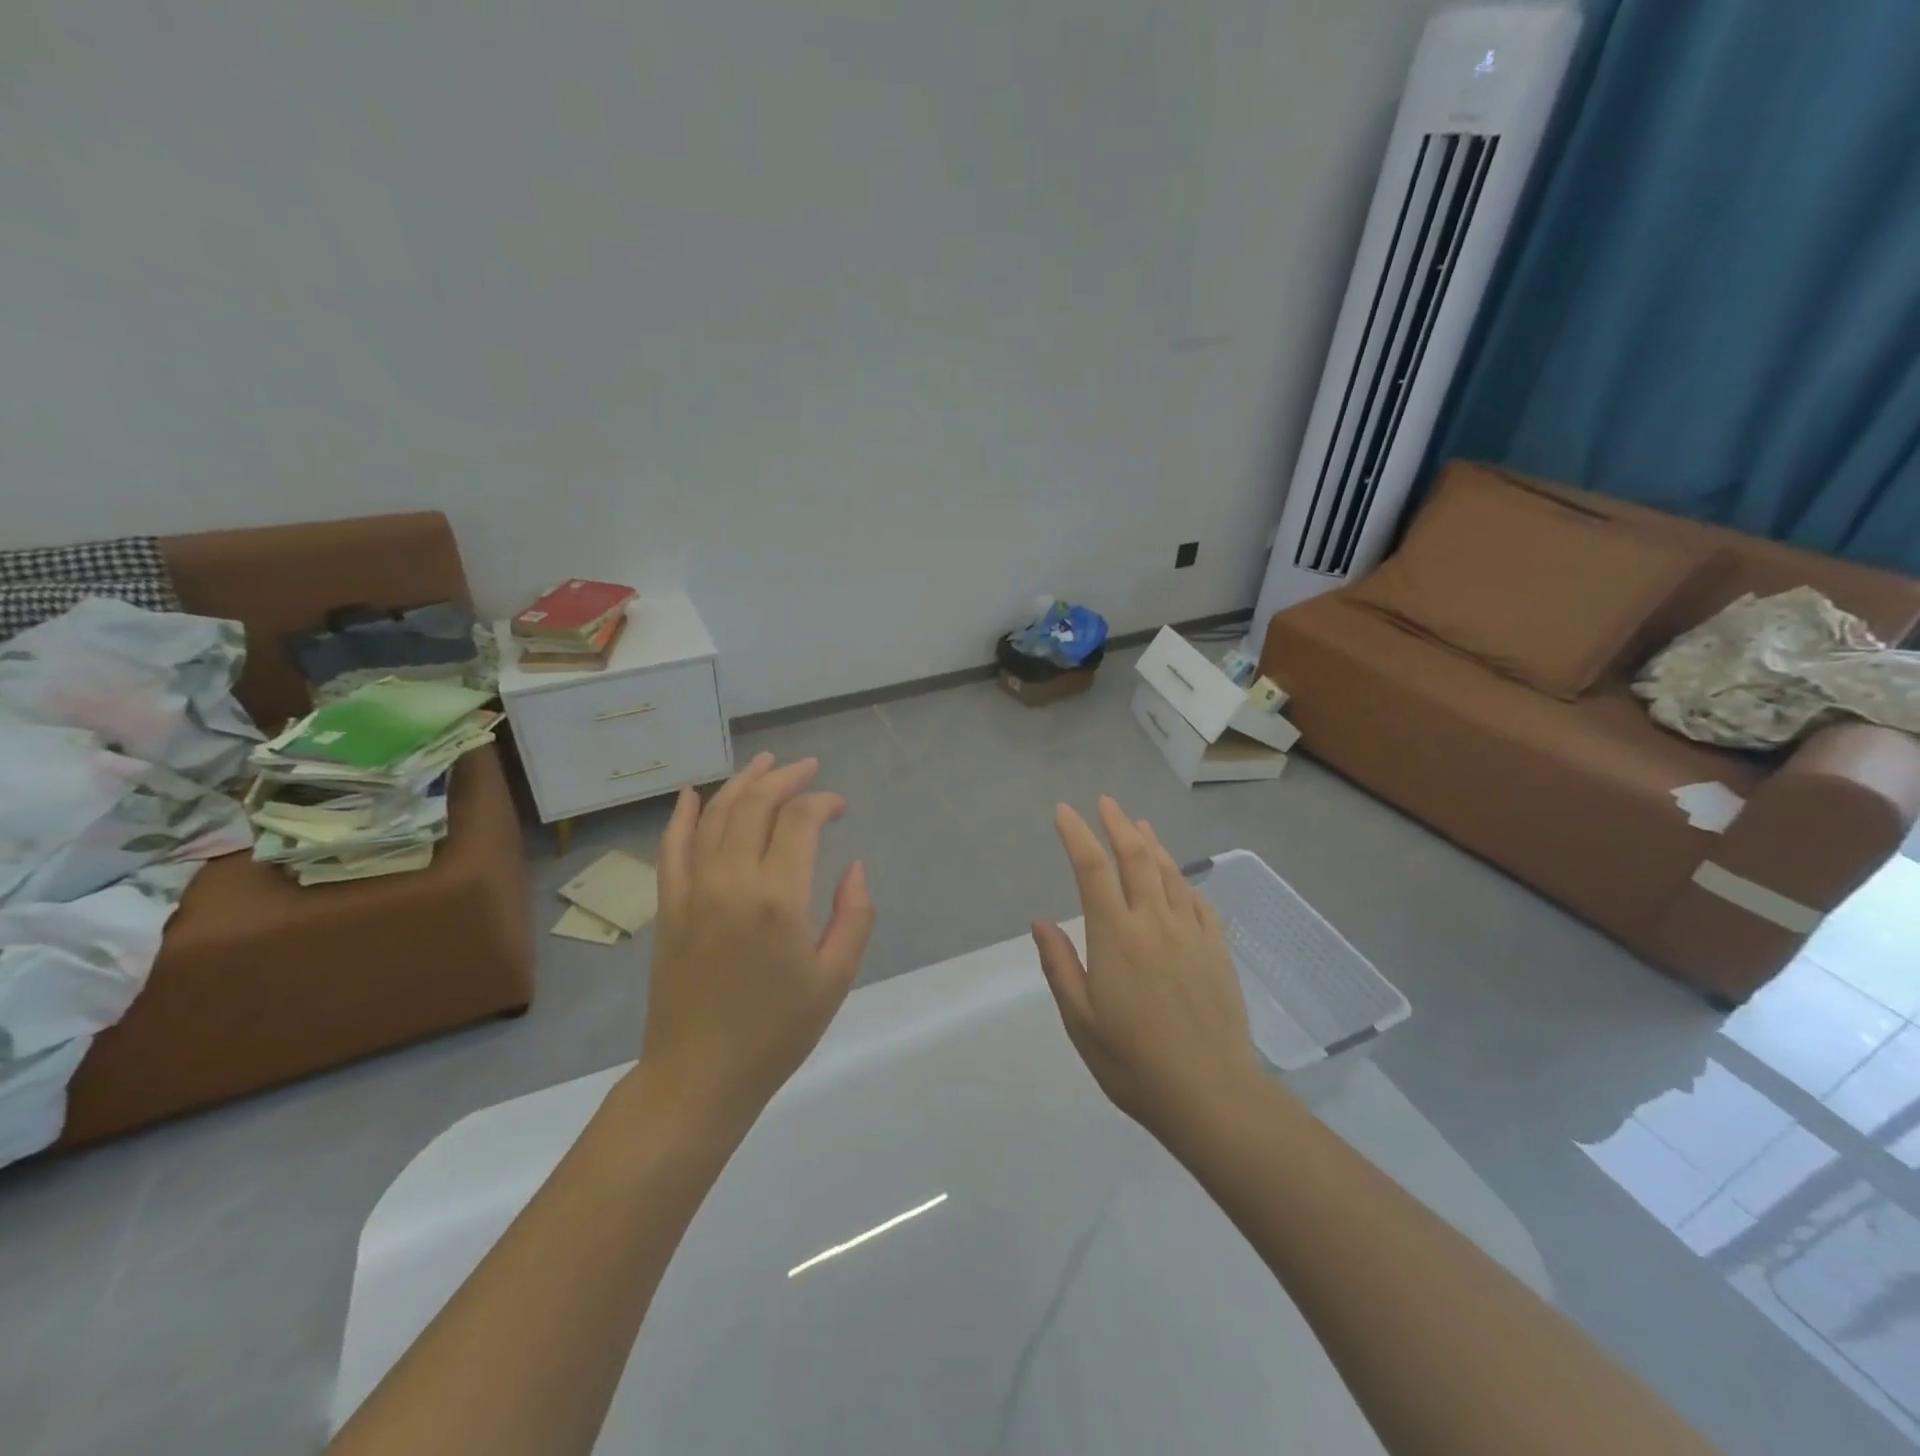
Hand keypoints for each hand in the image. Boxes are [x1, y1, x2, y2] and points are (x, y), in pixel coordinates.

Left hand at [641, 753, 875, 1121]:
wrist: (699, 1077)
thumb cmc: (776, 1032)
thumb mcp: (835, 978)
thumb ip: (853, 915)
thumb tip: (854, 867)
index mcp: (777, 898)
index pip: (799, 821)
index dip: (822, 802)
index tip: (840, 806)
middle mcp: (730, 881)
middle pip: (755, 806)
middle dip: (785, 779)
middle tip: (808, 769)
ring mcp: (692, 890)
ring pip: (715, 816)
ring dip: (741, 783)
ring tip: (765, 763)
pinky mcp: (669, 906)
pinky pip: (672, 848)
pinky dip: (683, 815)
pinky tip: (693, 793)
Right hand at [1032, 797, 1258, 1141]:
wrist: (1211, 1094)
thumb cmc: (1133, 1062)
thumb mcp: (1080, 1020)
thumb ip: (1059, 965)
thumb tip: (1040, 921)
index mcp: (1115, 936)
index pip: (1092, 870)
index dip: (1077, 835)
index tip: (1064, 812)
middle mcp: (1154, 922)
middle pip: (1136, 858)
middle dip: (1118, 825)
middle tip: (1106, 803)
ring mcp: (1190, 932)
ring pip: (1169, 872)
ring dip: (1151, 843)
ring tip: (1139, 824)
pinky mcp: (1217, 948)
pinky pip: (1198, 899)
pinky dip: (1182, 878)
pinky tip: (1178, 875)